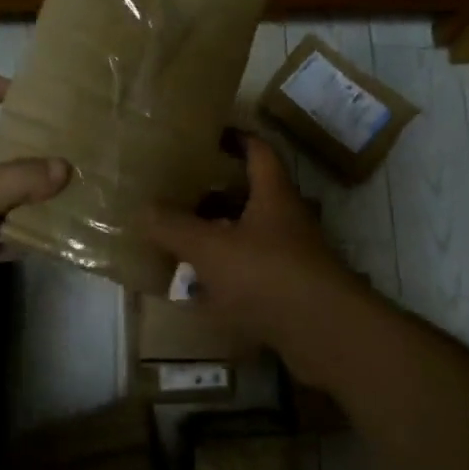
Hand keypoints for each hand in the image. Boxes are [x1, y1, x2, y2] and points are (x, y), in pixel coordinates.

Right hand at [142, 136, 365, 367]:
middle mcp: (288, 220)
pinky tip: (202, 292)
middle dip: (217, 195)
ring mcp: (293, 257)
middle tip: (182, 195)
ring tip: (184, 243)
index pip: (258, 152)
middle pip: (252, 196)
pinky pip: (254, 274)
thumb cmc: (267, 274)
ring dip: (221, 238)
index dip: (236, 139)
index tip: (210, 136)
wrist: (324, 332)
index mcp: (273, 195)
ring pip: (252, 237)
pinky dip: (229, 277)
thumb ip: (174, 227)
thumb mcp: (210, 247)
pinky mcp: (293, 291)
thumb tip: (143, 209)